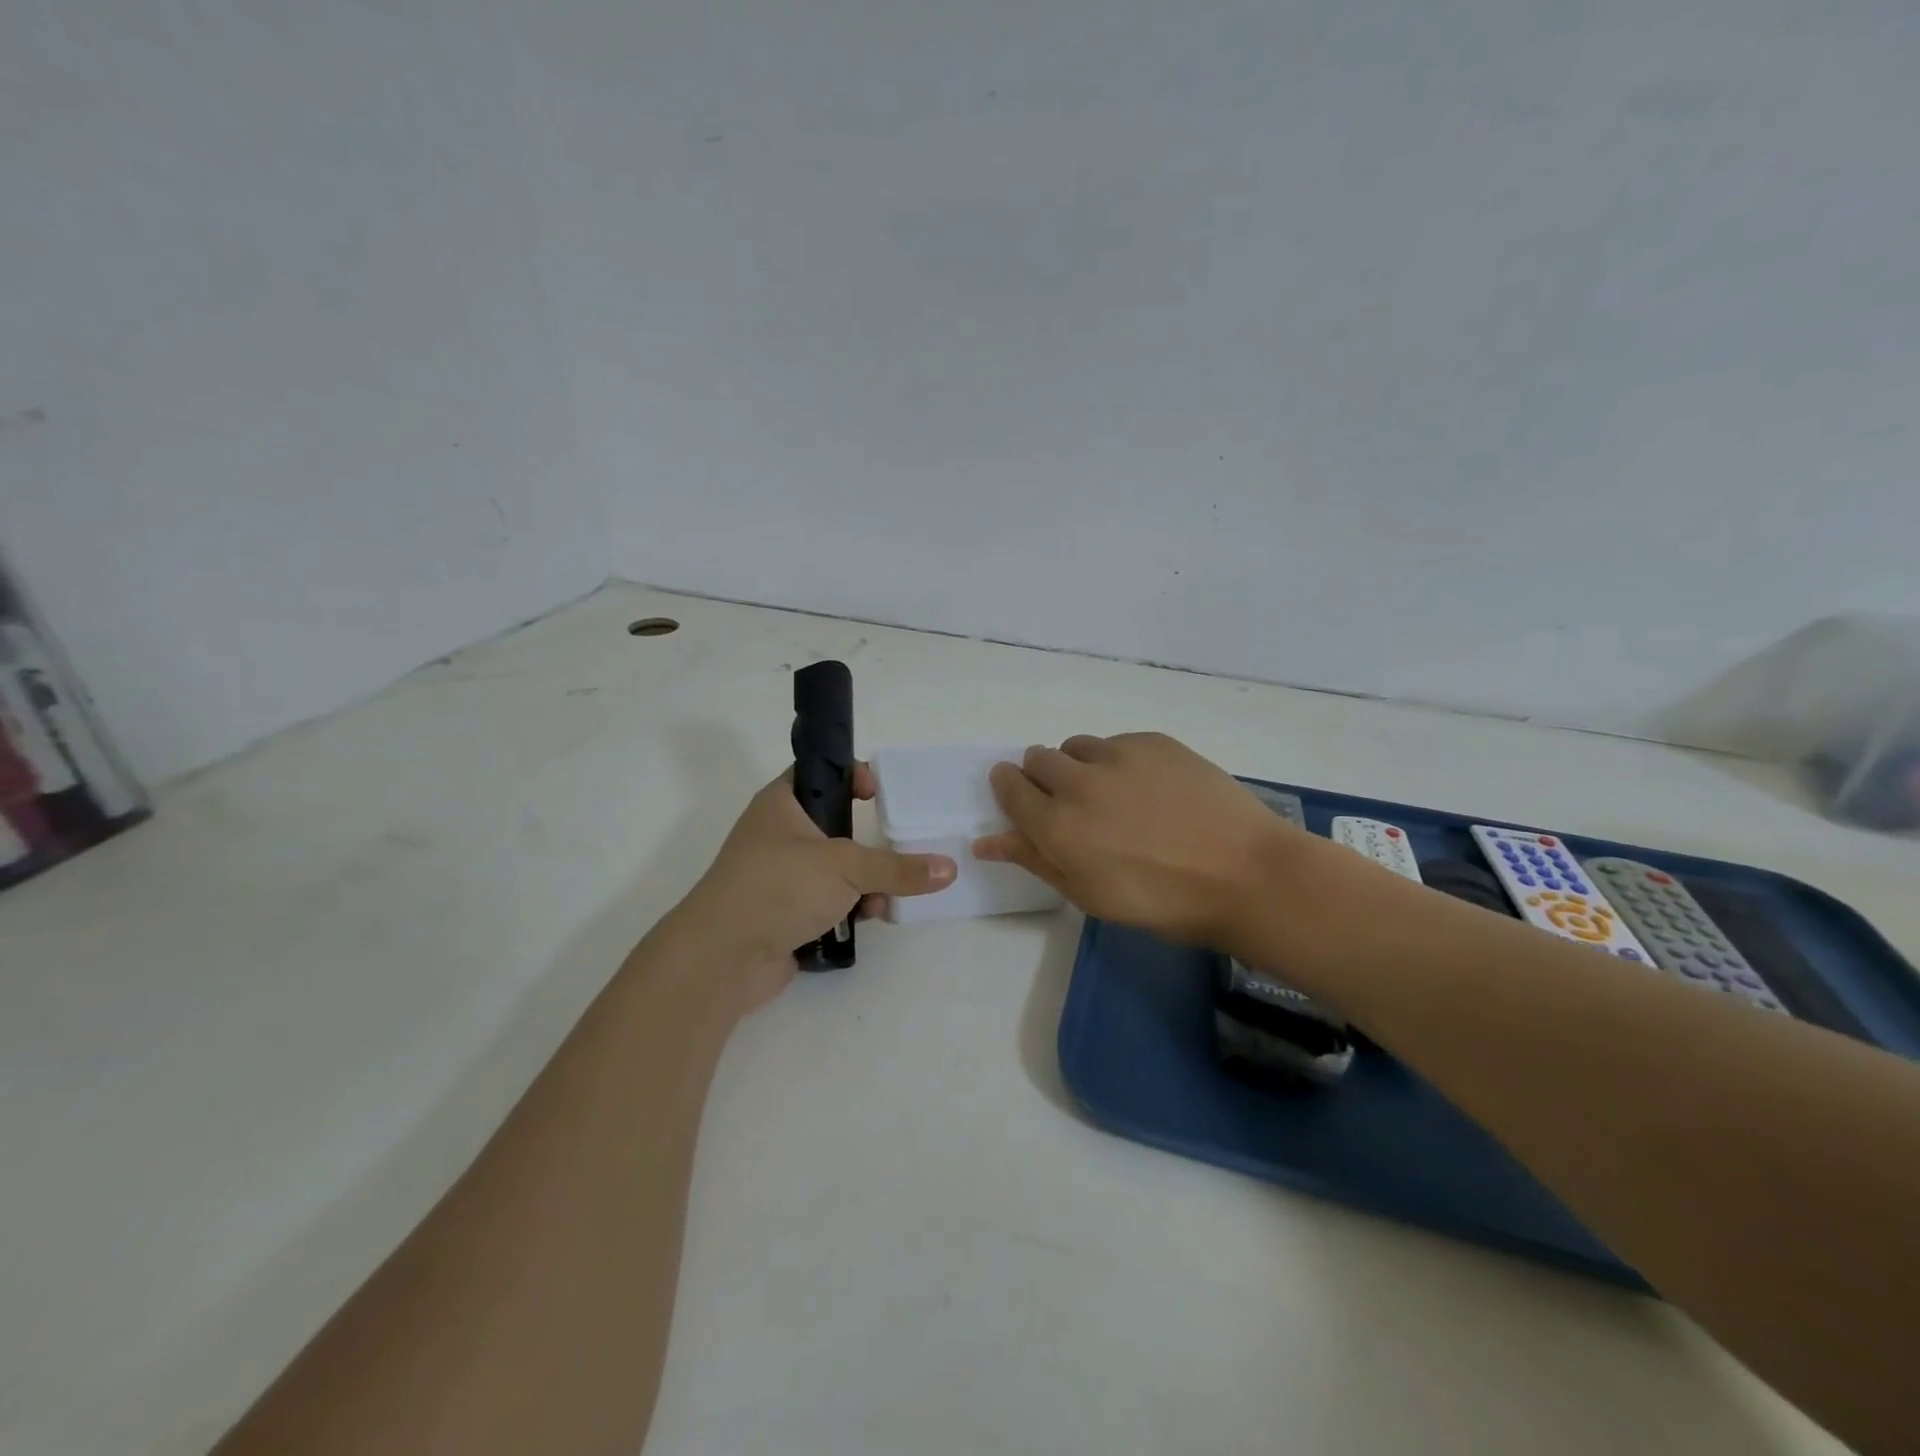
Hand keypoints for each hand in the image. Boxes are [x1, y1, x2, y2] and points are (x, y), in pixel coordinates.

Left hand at [670, 763, 956, 1011]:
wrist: (721, 958)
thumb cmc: (778, 886)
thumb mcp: (845, 866)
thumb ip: (898, 868)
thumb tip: (949, 869)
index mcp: (781, 804)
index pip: (819, 773)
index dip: (851, 776)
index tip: (878, 794)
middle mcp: (778, 836)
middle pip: (834, 827)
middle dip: (867, 844)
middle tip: (896, 852)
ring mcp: (780, 877)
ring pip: (835, 869)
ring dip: (863, 882)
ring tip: (880, 898)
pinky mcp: (786, 914)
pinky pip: (828, 902)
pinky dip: (848, 908)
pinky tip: (865, 919)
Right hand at [974, 733, 1309, 948]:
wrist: (1244, 875)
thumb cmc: (1161, 901)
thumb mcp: (1088, 894)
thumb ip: (1033, 859)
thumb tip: (985, 841)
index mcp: (1056, 826)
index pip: (1009, 788)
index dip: (1009, 787)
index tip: (1020, 794)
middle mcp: (1078, 782)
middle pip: (1037, 758)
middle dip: (1043, 776)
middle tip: (1074, 804)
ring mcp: (1118, 755)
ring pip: (1076, 746)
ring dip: (1080, 765)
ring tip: (1114, 795)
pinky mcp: (1153, 741)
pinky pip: (1116, 742)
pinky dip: (1119, 760)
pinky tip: (1150, 788)